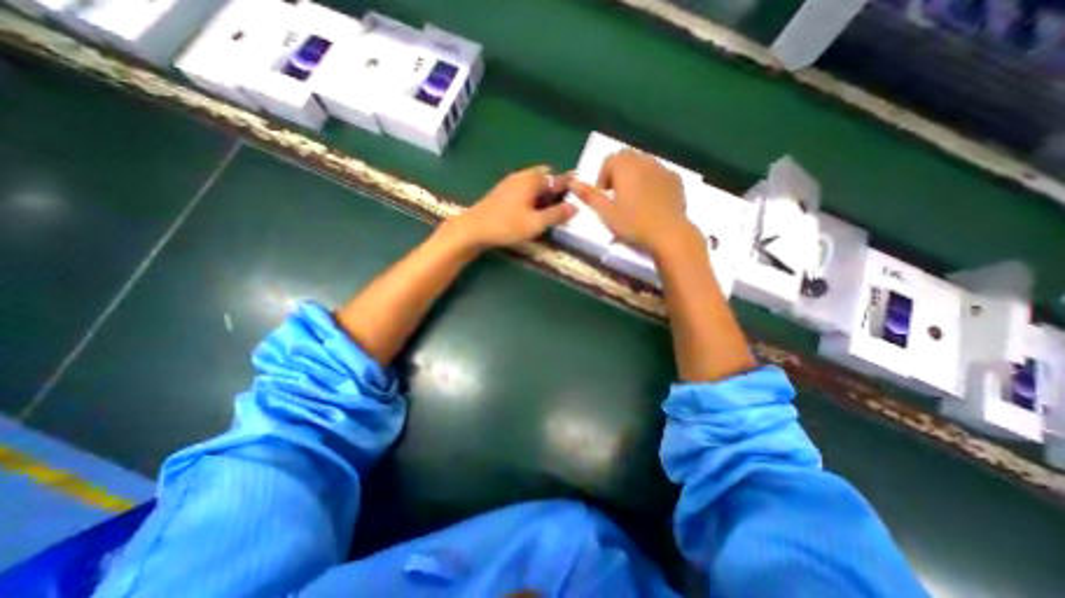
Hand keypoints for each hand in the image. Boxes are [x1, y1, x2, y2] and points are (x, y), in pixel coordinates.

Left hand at [446, 165, 579, 252]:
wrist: (474, 228)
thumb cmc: (507, 225)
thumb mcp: (536, 223)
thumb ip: (557, 214)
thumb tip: (575, 207)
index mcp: (532, 179)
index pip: (558, 177)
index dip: (569, 185)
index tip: (578, 196)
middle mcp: (522, 175)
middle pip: (545, 177)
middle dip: (555, 188)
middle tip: (562, 205)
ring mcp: (510, 182)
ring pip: (533, 183)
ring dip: (543, 192)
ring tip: (549, 210)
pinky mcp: (502, 191)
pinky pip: (523, 188)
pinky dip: (532, 196)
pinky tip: (531, 210)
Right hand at [565, 151, 689, 253]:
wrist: (668, 233)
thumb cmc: (633, 224)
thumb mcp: (606, 212)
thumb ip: (589, 195)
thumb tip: (573, 182)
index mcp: (626, 167)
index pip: (610, 160)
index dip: (603, 175)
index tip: (604, 194)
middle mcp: (644, 161)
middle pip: (627, 157)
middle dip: (618, 172)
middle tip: (616, 195)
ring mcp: (663, 169)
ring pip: (644, 163)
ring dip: (634, 175)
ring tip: (633, 198)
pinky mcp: (676, 179)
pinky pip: (658, 172)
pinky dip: (650, 180)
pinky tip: (651, 200)